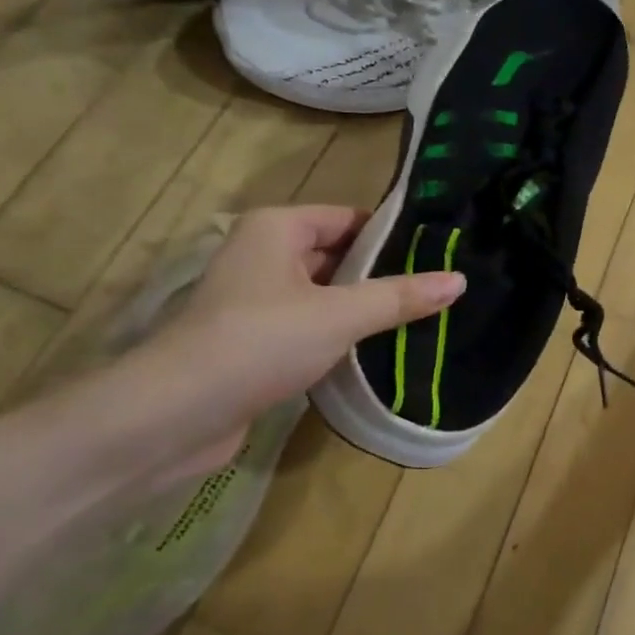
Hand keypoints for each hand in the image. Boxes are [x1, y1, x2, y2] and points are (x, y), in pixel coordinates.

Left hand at [125, 206, 463, 478]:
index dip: (393, 235)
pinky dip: (338, 335)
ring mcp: (255, 300)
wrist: (174, 415)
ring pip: (323, 295)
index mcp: (277, 229)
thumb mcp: (339, 315)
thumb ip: (399, 296)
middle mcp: (263, 254)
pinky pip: (308, 326)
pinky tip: (375, 351)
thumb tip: (460, 279)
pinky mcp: (254, 340)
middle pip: (337, 256)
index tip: (439, 253)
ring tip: (420, 319)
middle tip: (438, 290)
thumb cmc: (259, 342)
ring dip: (361, 309)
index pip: (348, 218)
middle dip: (381, 275)